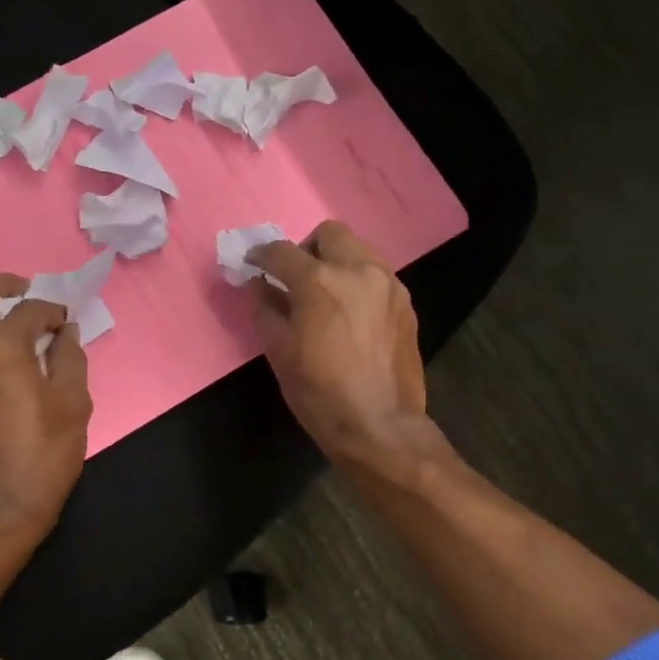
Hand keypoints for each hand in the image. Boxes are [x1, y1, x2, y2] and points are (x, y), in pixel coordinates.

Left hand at [0, 274, 92, 542]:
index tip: (67, 323)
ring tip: (23, 332)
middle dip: (2, 285)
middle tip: (28, 293)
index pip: (27, 310)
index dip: (52, 310)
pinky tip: (9, 362)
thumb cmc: (43, 456)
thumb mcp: (73, 404)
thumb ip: (70, 358)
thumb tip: (66, 333)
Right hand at [248, 221, 435, 476]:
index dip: (261, 255)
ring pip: (359, 249)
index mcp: (319, 281)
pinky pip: (377, 275)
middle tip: (296, 277)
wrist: (379, 426)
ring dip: (337, 261)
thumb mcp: (279, 351)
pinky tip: (352, 313)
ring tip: (326, 294)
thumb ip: (265, 308)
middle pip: (329, 234)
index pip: (281, 251)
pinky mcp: (406, 302)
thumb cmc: (319, 392)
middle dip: (307, 248)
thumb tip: (259, 284)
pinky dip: (359, 281)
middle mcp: (357, 270)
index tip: (253, 264)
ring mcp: (388, 284)